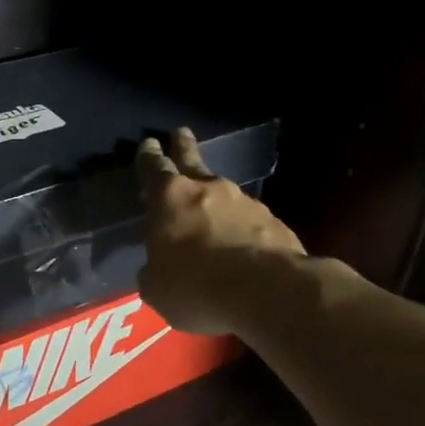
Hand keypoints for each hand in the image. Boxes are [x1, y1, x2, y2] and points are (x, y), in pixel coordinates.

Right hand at [137, 128, 307, 335]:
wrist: (268, 293)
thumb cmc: (196, 286)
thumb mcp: (156, 287)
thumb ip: (153, 269)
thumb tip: (157, 267)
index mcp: (170, 199)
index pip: (154, 169)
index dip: (149, 157)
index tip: (149, 144)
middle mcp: (208, 190)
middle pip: (193, 161)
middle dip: (184, 147)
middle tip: (182, 133)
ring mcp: (246, 203)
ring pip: (224, 194)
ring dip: (215, 199)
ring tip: (211, 211)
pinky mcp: (275, 224)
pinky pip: (249, 221)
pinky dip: (241, 228)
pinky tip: (241, 245)